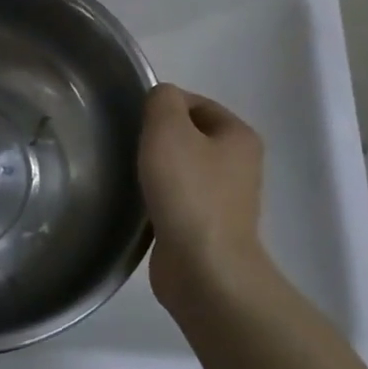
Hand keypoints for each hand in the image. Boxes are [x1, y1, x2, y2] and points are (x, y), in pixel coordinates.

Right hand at [138, 83, 274, 308]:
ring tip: (131, 176)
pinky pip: (178, 199)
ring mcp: (225, 199)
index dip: (162, 107)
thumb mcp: (168, 129)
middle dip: (157, 139)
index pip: (195, 103)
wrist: (204, 268)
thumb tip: (160, 100)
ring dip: (156, 170)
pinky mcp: (207, 228)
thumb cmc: (188, 191)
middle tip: (128, 147)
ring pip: (182, 169)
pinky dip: (158, 198)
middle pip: (188, 135)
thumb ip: (162, 101)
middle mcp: (239, 164)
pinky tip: (140, 204)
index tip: (134, 122)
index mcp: (239, 136)